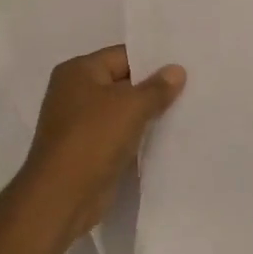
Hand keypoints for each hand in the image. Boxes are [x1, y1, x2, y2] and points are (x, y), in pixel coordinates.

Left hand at [21, 46, 184, 242]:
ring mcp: (79, 123)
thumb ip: (156, 88)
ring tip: (184, 111)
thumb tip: (177, 70)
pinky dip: (137, 136)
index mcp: (78, 71)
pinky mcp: (87, 150)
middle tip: (191, 88)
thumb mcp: (130, 107)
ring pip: (121, 111)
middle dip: (152, 88)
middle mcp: (74, 92)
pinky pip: (118, 135)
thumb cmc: (92, 139)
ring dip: (146, 115)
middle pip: (122, 82)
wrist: (61, 197)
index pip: (122, 55)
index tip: (184, 66)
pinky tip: (165, 138)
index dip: (153, 61)